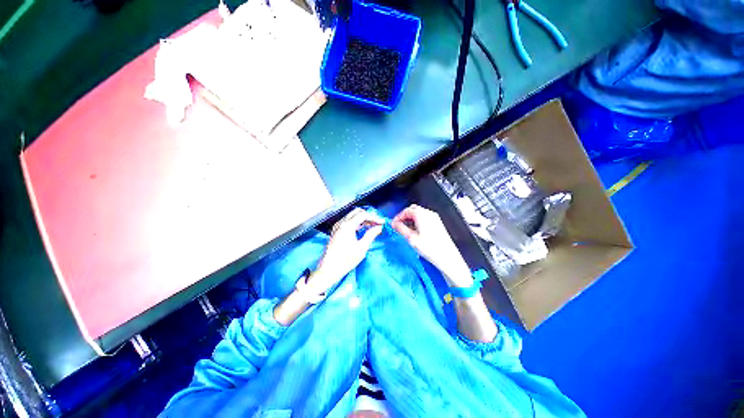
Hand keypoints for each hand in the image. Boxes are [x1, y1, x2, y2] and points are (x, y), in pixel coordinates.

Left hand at [309, 208, 384, 292]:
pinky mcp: (335, 231)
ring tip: (372, 226)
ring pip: (352, 216)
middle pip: (357, 212)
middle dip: (368, 216)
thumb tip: (379, 227)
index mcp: (347, 226)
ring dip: (362, 219)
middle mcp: (341, 223)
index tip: (382, 223)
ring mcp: (337, 226)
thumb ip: (371, 235)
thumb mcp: (361, 248)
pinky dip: (356, 223)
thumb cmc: (345, 260)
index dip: (374, 218)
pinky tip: (362, 229)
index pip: (363, 215)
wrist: (328, 270)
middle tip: (377, 224)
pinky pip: (347, 221)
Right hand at [392, 204, 471, 286]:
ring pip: (419, 214)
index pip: (406, 210)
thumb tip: (394, 224)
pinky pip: (425, 218)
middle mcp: (429, 213)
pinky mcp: (437, 223)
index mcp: (422, 214)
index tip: (394, 224)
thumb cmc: (431, 248)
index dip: (398, 217)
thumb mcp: (411, 238)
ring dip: (411, 219)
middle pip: (413, 210)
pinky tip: (415, 231)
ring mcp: (434, 218)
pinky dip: (417, 222)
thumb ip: (400, 229)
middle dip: (404, 217)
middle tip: (398, 226)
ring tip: (406, 230)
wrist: (447, 257)